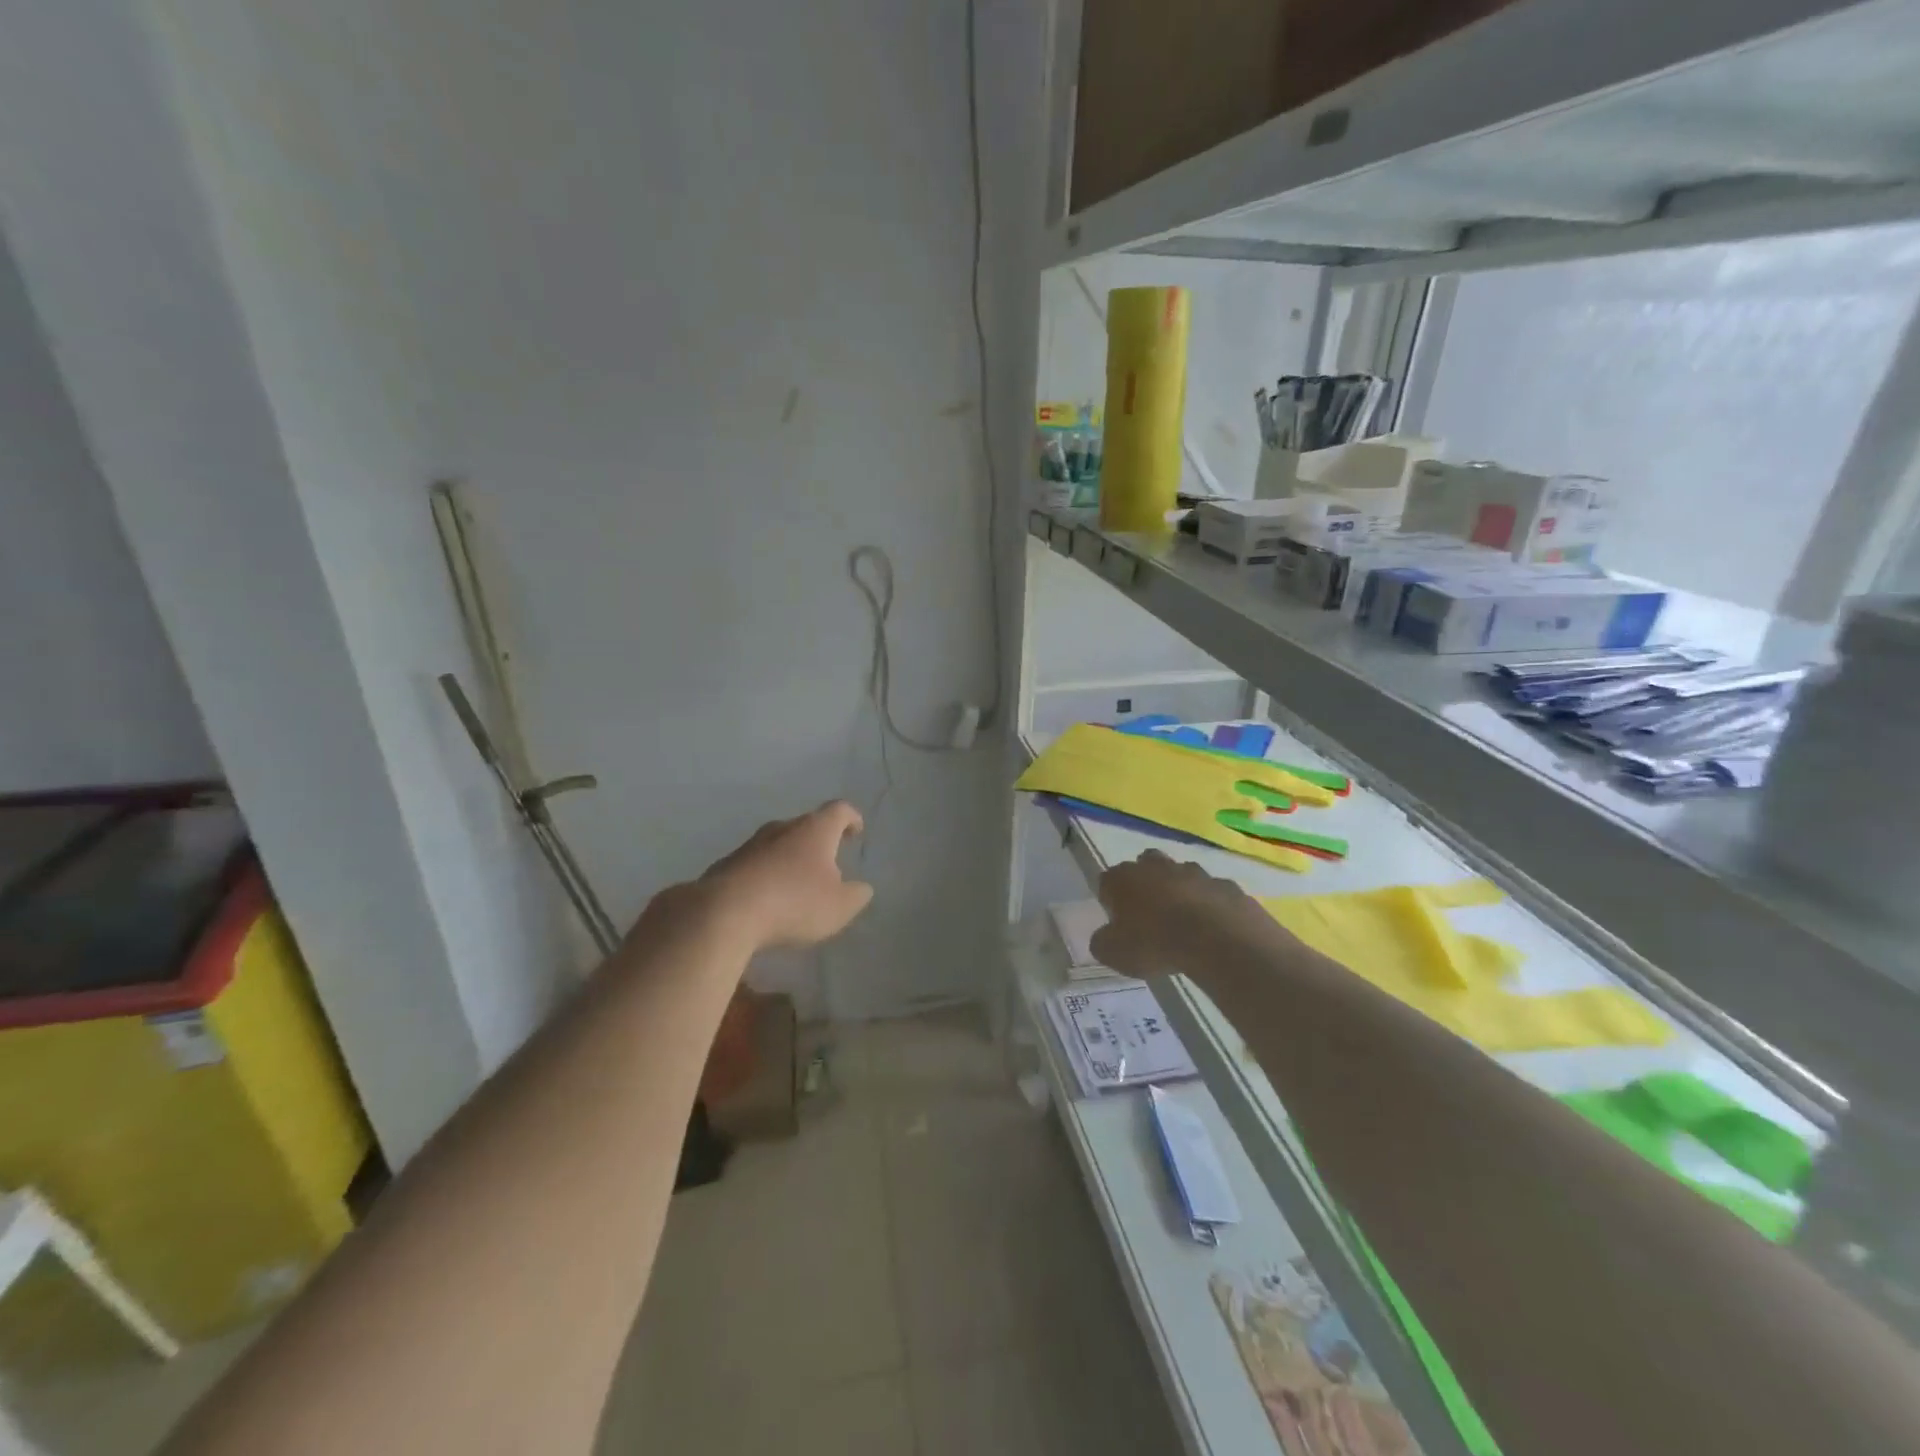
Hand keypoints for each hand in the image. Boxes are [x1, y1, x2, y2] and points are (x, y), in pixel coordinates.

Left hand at [700, 800, 874, 950]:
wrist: (723, 914)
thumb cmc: (794, 903)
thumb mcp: (839, 907)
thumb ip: (856, 895)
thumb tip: (861, 888)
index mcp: (814, 830)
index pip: (839, 810)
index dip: (851, 818)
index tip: (856, 832)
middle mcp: (782, 828)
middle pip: (806, 826)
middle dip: (819, 842)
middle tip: (829, 865)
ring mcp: (750, 845)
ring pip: (778, 845)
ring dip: (790, 860)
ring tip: (798, 886)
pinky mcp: (726, 865)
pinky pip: (755, 865)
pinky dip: (766, 877)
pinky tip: (767, 901)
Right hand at [1090, 849, 1283, 978]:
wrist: (1219, 942)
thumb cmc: (1156, 944)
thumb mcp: (1115, 954)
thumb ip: (1103, 943)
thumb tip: (1104, 938)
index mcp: (1125, 878)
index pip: (1107, 880)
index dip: (1110, 899)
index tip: (1117, 921)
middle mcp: (1159, 867)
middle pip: (1147, 864)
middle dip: (1147, 882)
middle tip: (1150, 913)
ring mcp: (1197, 873)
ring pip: (1184, 875)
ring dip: (1182, 892)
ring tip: (1185, 924)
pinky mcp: (1228, 887)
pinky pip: (1215, 895)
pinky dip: (1213, 908)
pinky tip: (1215, 931)